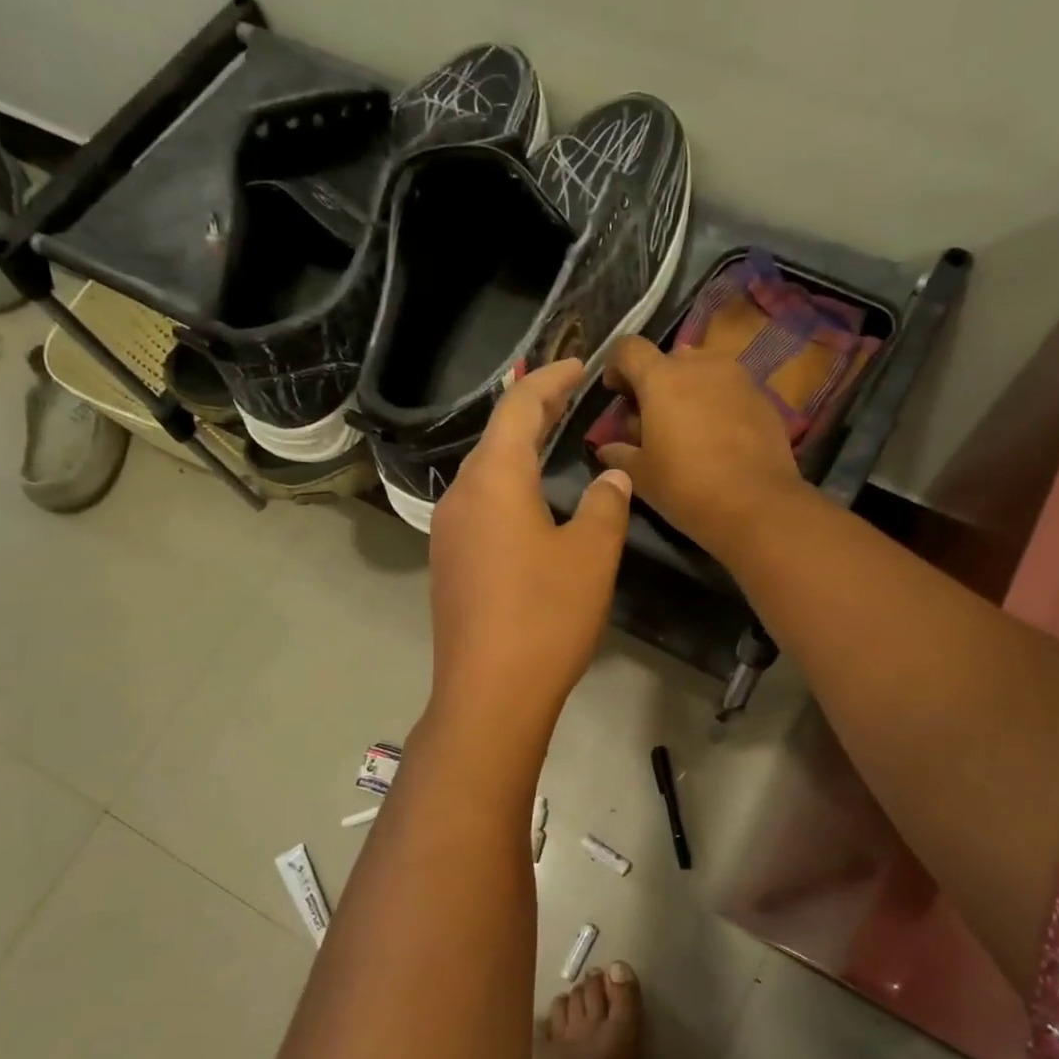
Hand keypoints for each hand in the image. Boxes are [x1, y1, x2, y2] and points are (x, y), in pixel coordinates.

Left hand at [427, 360, 633, 732]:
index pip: (520, 406)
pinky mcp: (448, 565)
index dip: (552, 379)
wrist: (489, 693)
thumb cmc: (545, 616)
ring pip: (485, 475)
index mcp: (493, 479)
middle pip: (497, 437)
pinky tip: (531, 508)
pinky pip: (480, 508)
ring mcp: (448, 532)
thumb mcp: (591, 554)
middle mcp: (460, 496)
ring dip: (519, 454)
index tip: (581, 365)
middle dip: (535, 413)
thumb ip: (605, 504)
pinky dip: (508, 491)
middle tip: (574, 401)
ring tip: (556, 448)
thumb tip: (611, 477)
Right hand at [594, 336, 807, 561]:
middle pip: (669, 359)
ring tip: (686, 428)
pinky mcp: (763, 398)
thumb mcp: (641, 476)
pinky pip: (729, 391)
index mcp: (662, 378)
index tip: (616, 393)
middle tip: (651, 419)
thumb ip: (619, 454)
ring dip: (689, 391)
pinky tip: (717, 439)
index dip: (616, 366)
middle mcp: (701, 365)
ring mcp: (737, 378)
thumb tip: (607, 448)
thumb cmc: (686, 487)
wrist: (757, 505)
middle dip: (655, 383)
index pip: (629, 348)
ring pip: (703, 372)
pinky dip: (716, 405)